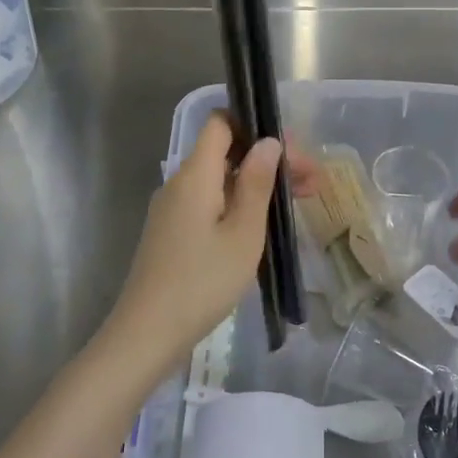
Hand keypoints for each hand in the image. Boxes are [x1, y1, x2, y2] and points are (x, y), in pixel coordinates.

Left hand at [102, 115, 289, 369]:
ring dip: (257, 183)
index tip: (289, 149)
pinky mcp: (172, 231)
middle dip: (267, 159)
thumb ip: (256, 183)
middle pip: (225, 152)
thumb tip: (268, 142)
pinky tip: (264, 224)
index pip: (220, 123)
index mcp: (195, 174)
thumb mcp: (243, 233)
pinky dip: (239, 203)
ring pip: (220, 179)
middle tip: (310, 181)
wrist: (147, 333)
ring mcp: (172, 208)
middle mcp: (179, 183)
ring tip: (297, 202)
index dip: (254, 125)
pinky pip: (209, 201)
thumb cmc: (202, 282)